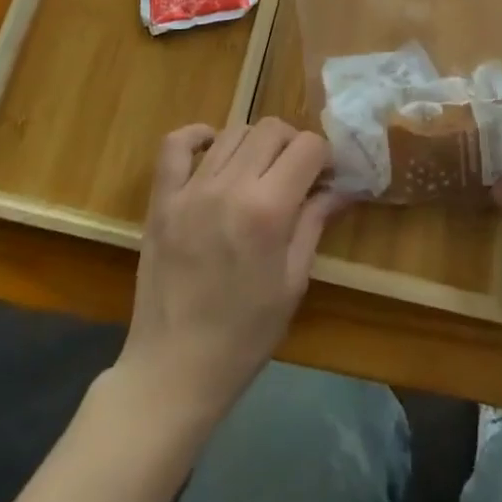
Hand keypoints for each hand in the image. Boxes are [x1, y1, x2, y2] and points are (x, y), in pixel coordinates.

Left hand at [118, 117, 343, 419]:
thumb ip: (314, 223)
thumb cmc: (244, 335)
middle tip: (295, 174)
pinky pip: (175, 145)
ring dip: (255, 143)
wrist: (173, 372)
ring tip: (259, 171)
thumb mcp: (293, 283)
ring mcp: (192, 190)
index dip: (324, 156)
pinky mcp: (162, 199)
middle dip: (293, 144)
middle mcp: (231, 187)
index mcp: (268, 210)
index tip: (325, 176)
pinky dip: (197, 136)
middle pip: (272, 129)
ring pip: (233, 131)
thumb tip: (340, 187)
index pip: (308, 146)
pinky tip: (213, 147)